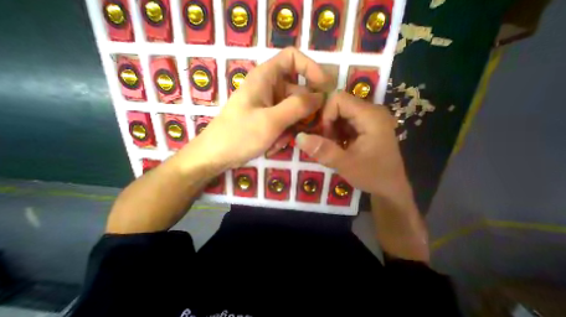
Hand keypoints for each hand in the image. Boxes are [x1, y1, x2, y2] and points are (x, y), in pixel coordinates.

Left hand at [188, 47, 332, 169]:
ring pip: (293, 112)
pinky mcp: (267, 119)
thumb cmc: (239, 135)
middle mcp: (268, 88)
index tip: (326, 87)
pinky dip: (282, 135)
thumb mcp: (271, 121)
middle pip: (298, 91)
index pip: (293, 58)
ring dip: (290, 129)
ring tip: (277, 142)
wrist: (216, 155)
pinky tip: (272, 146)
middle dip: (302, 113)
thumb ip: (298, 107)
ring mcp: (268, 106)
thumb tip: (320, 97)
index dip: (311, 68)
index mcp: (265, 77)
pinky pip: (285, 123)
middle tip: (306, 129)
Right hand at [297, 92, 412, 198]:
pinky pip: (344, 122)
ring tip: (333, 146)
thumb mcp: (346, 165)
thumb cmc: (373, 176)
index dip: (325, 115)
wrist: (390, 187)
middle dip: (327, 124)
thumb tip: (299, 137)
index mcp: (370, 115)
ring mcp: (369, 118)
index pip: (338, 98)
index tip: (325, 136)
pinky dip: (336, 133)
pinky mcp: (366, 126)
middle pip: (338, 105)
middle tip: (327, 143)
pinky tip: (338, 146)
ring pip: (339, 114)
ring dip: (330, 129)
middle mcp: (371, 111)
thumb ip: (323, 151)